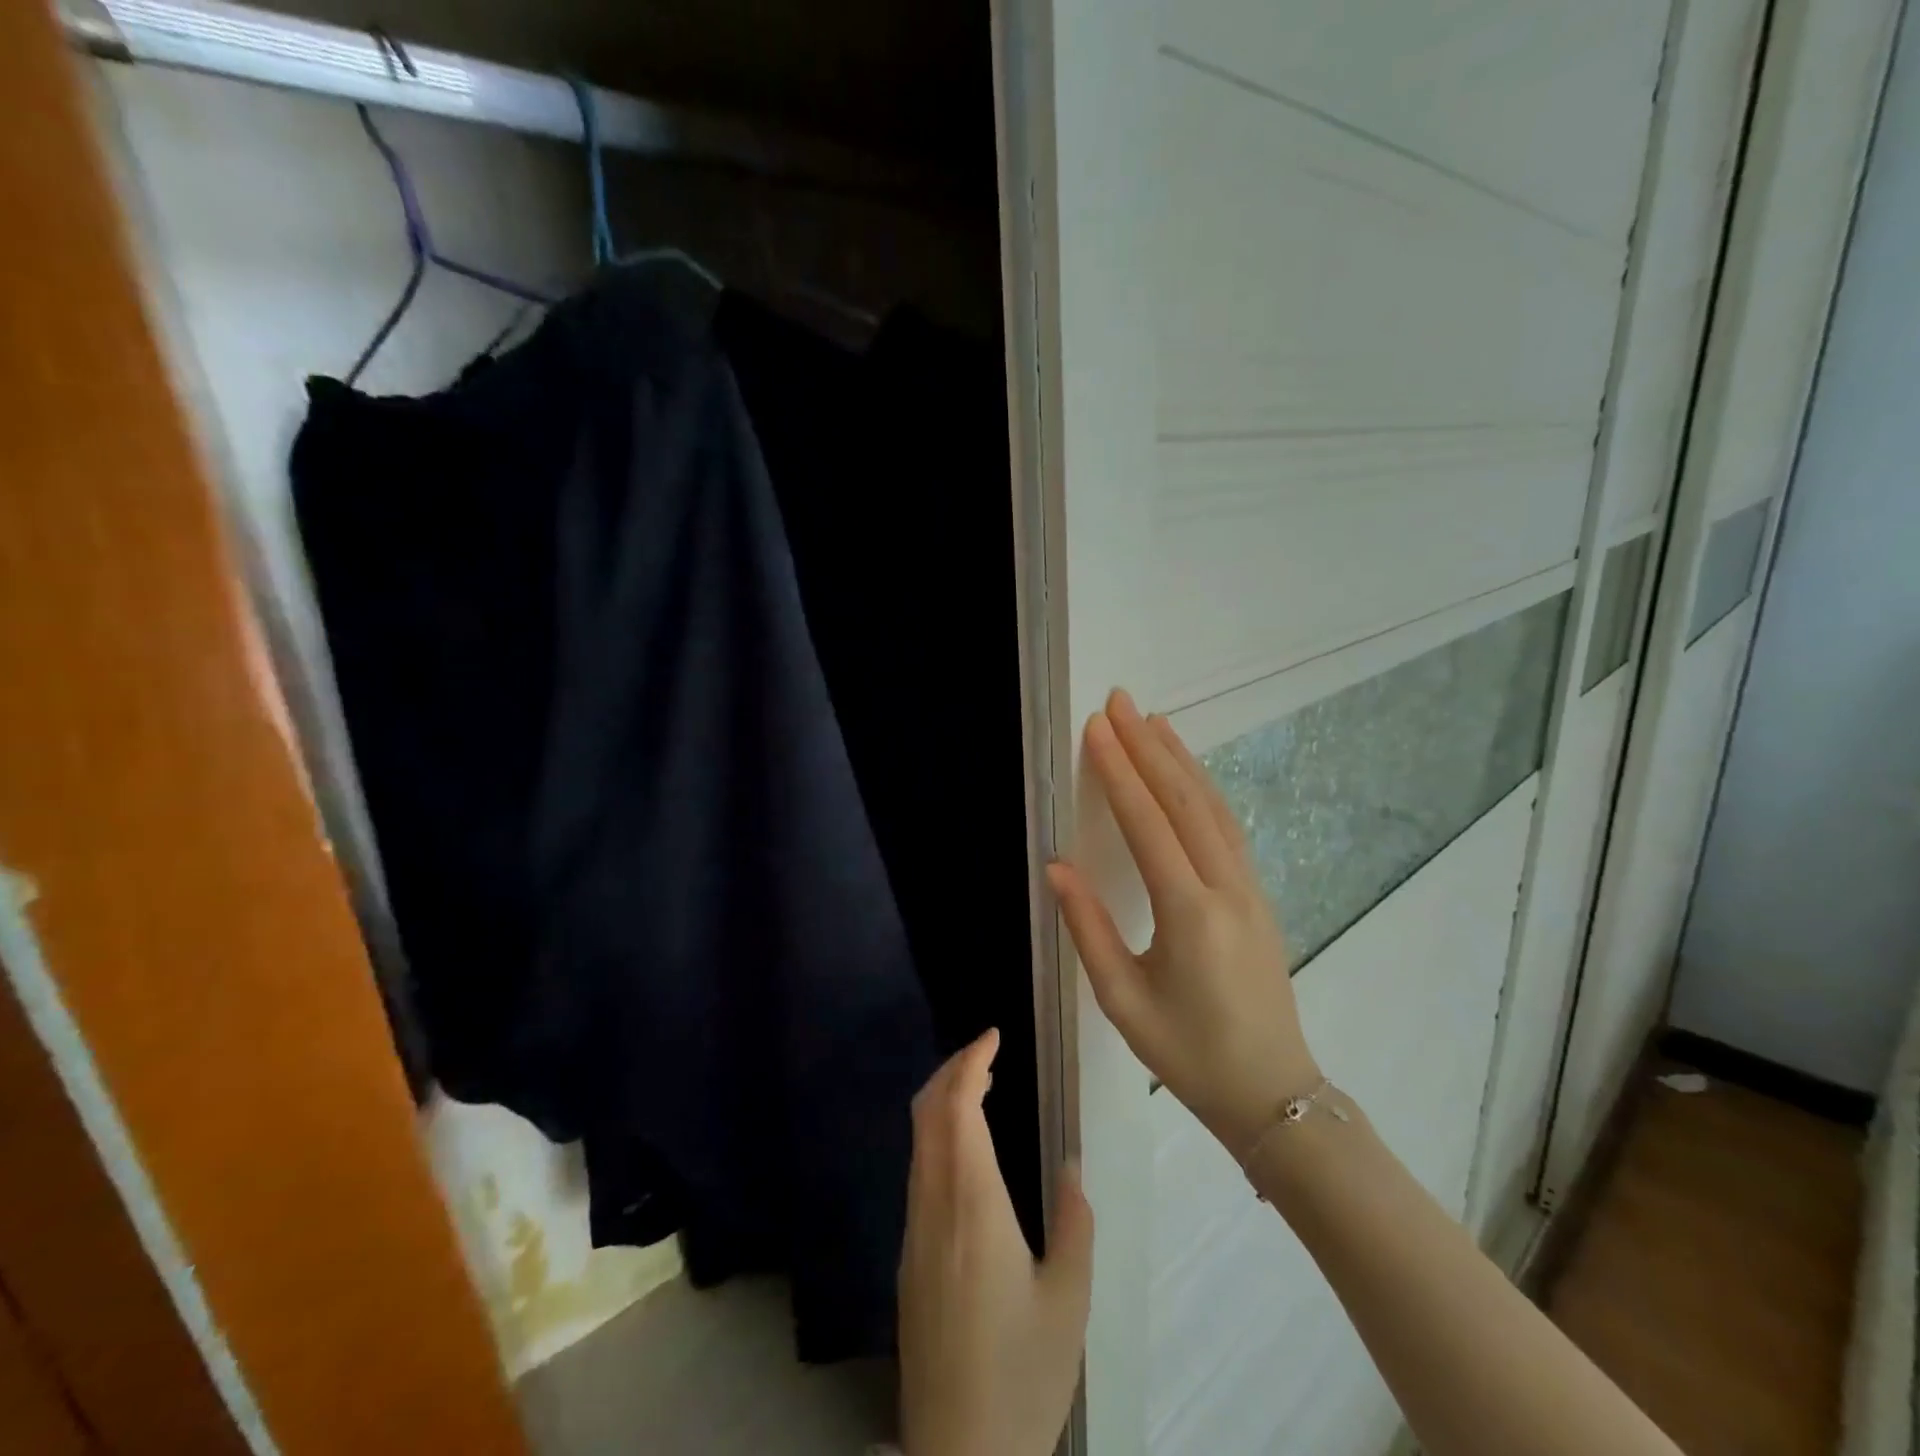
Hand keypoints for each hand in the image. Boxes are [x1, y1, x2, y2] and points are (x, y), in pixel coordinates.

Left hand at [898, 1030, 1093, 1455]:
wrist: (959, 1455)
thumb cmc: (1021, 1375)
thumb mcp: (1068, 1301)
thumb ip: (1074, 1223)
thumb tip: (1071, 1166)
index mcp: (972, 1206)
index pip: (957, 1108)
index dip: (970, 1062)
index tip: (992, 1036)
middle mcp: (934, 1206)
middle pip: (927, 1113)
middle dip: (951, 1070)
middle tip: (986, 1052)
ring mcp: (914, 1231)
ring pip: (918, 1141)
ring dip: (942, 1101)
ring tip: (979, 1088)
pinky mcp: (909, 1257)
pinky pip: (918, 1171)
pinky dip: (937, 1136)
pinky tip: (965, 1150)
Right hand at [1047, 689, 1320, 1152]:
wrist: (1272, 1092)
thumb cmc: (1188, 1053)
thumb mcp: (1123, 1000)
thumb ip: (1089, 928)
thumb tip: (1058, 866)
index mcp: (1189, 914)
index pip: (1148, 824)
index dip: (1120, 772)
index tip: (1098, 728)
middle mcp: (1225, 888)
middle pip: (1184, 801)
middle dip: (1149, 747)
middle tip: (1121, 702)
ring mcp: (1249, 888)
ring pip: (1213, 808)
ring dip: (1181, 760)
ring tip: (1153, 721)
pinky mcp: (1258, 895)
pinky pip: (1227, 827)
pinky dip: (1203, 789)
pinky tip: (1188, 773)